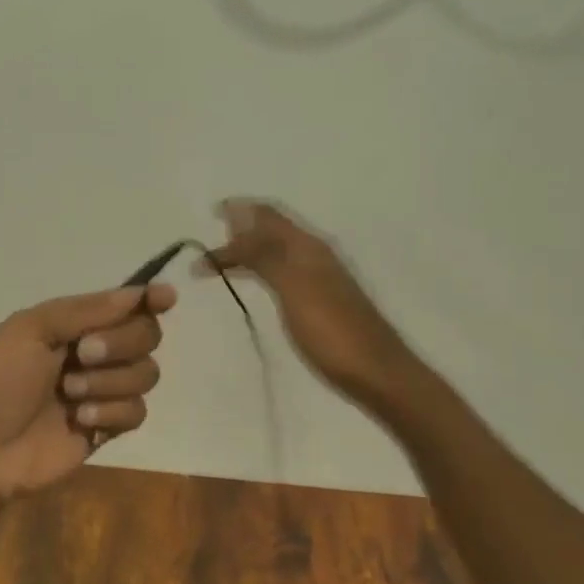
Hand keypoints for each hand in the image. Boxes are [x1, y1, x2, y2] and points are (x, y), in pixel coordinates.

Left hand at [0, 283, 176, 502]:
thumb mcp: (31, 330)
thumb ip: (86, 310)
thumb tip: (138, 293)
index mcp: (74, 324)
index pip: (126, 305)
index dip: (150, 299)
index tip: (166, 298)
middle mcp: (96, 352)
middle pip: (146, 335)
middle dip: (121, 343)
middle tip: (85, 354)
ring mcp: (103, 391)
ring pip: (147, 374)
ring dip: (110, 381)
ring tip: (71, 393)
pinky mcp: (108, 428)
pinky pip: (137, 412)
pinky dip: (111, 413)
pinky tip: (81, 421)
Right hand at [200, 200, 415, 410]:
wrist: (376, 374)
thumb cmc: (331, 331)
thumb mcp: (293, 287)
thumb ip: (264, 253)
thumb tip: (237, 217)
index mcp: (308, 247)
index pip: (269, 215)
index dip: (240, 209)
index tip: (210, 212)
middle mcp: (314, 255)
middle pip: (271, 231)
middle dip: (239, 230)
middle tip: (207, 242)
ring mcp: (318, 279)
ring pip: (275, 253)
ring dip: (246, 253)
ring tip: (217, 264)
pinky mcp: (318, 302)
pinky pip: (280, 273)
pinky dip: (258, 271)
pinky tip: (251, 284)